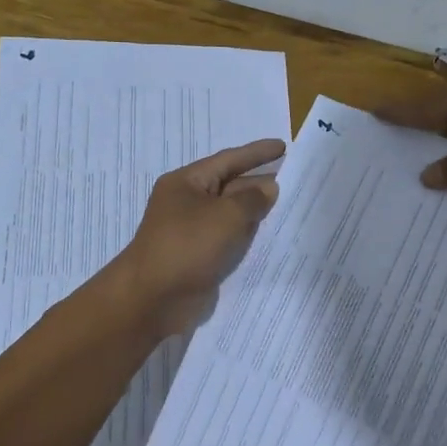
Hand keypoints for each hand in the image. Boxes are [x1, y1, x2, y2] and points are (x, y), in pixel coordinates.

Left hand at [113, 138, 284, 335]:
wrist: (153, 299)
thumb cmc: (187, 246)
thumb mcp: (226, 215)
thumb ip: (252, 198)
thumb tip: (268, 187)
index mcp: (186, 182)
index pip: (228, 160)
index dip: (256, 153)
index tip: (283, 146)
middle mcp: (187, 202)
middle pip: (229, 185)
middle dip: (259, 182)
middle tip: (293, 177)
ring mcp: (192, 231)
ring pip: (230, 214)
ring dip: (255, 210)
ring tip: (288, 204)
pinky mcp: (199, 256)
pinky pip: (228, 239)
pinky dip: (247, 235)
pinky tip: (270, 235)